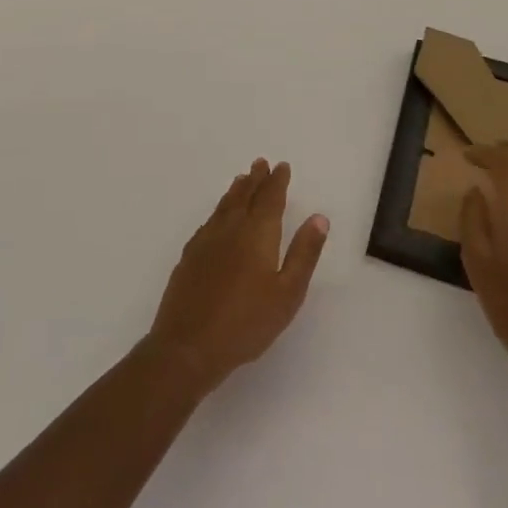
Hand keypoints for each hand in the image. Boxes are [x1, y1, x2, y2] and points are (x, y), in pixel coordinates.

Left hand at [145, 159, 329, 396]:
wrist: (189, 344)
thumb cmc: (247, 323)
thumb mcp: (287, 293)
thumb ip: (303, 253)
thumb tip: (319, 217)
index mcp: (257, 234)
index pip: (270, 199)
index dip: (277, 182)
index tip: (282, 166)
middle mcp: (230, 228)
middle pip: (245, 196)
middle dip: (255, 179)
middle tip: (261, 163)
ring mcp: (206, 240)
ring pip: (224, 206)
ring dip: (236, 190)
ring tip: (242, 179)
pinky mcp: (190, 255)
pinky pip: (210, 220)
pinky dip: (219, 209)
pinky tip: (218, 216)